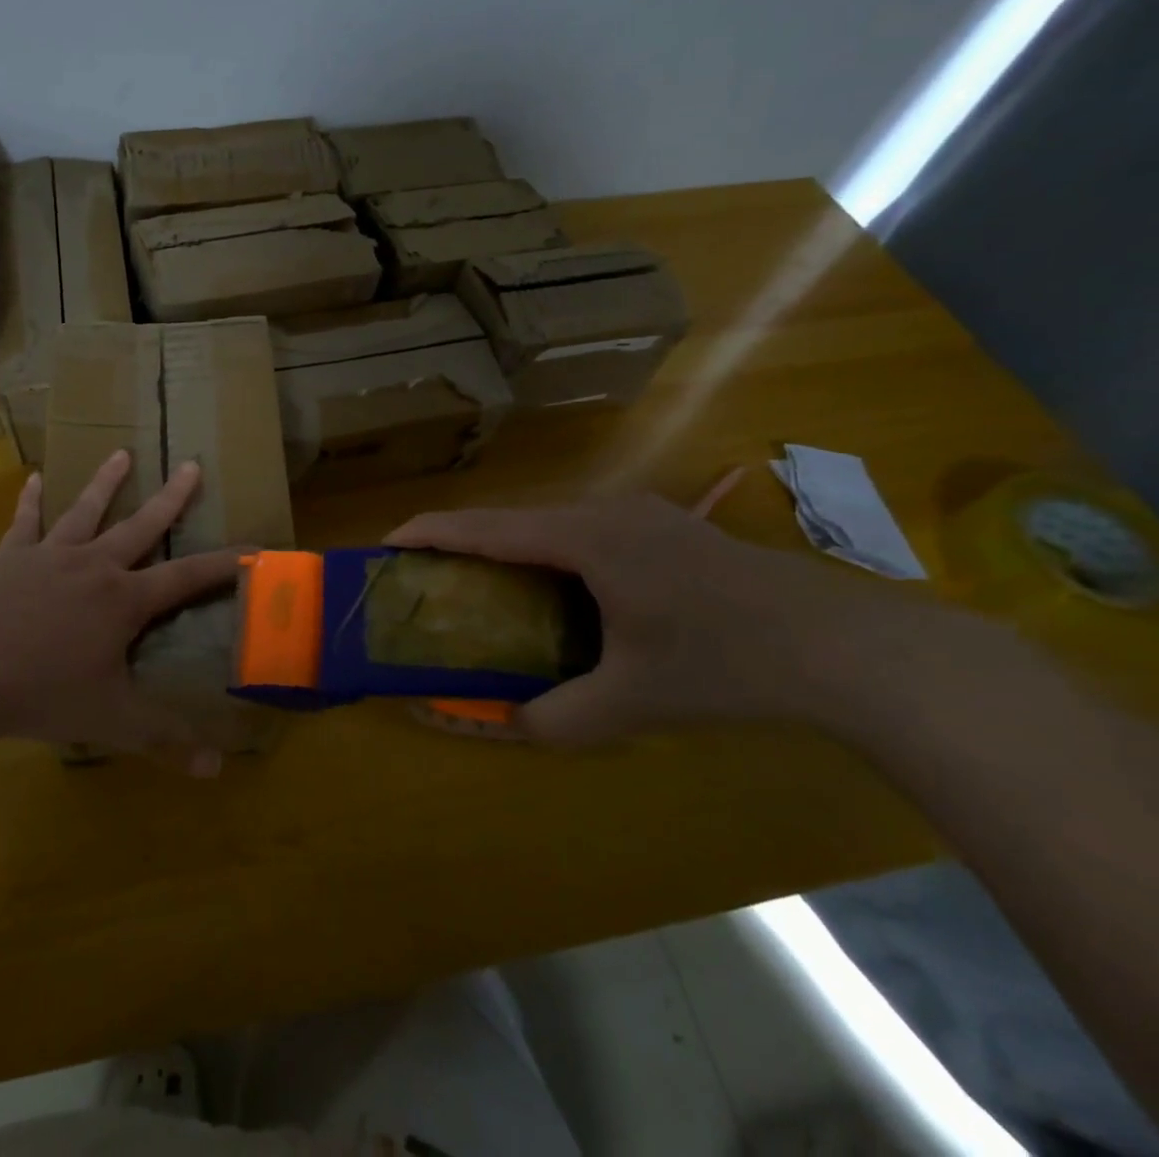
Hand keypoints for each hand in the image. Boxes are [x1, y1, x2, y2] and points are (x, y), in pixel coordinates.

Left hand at [0, 450, 242, 772]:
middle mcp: (94, 565)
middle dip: (172, 497)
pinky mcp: (12, 558)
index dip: (224, 564)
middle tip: (191, 465)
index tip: (255, 547)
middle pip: (141, 525)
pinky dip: (30, 501)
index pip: (187, 577)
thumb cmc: (44, 694)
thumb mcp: (112, 721)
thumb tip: (216, 770)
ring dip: (106, 482)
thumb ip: (165, 740)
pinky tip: (33, 478)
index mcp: (124, 599)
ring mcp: (50, 555)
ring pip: (86, 510)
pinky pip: (25, 522)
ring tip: (121, 453)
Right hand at [387, 494, 964, 745]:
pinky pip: (581, 530)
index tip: (386, 544)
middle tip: (430, 577)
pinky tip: (558, 588)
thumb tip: (499, 723)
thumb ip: (554, 718)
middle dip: (462, 542)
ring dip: (507, 547)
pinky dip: (546, 551)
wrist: (848, 647)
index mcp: (582, 538)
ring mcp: (638, 512)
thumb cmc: (726, 664)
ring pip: (547, 523)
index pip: (483, 526)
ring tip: (483, 584)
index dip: (428, 531)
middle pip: (510, 519)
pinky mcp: (663, 525)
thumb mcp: (632, 703)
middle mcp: (602, 510)